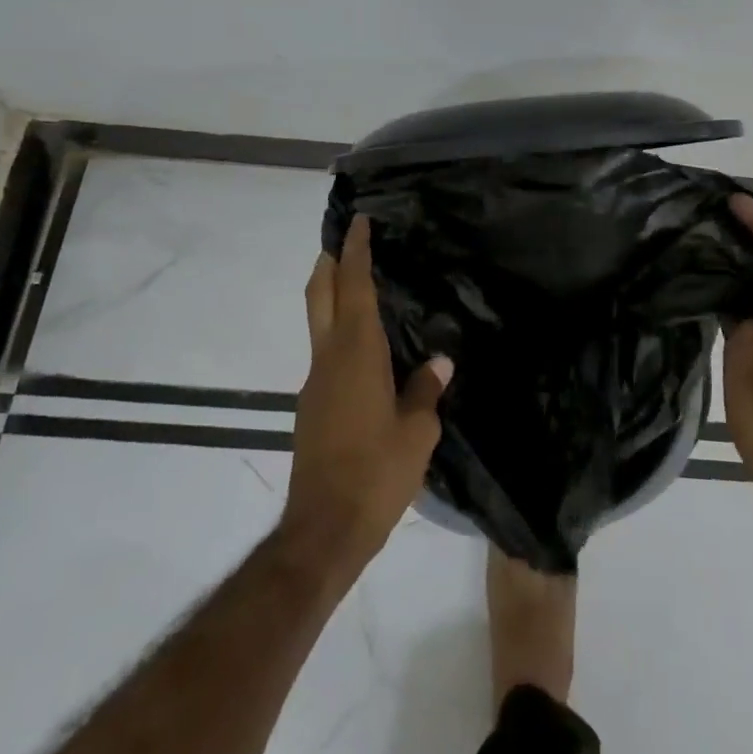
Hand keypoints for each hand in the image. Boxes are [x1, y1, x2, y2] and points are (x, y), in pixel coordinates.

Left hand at [287, 216, 452, 566]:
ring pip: (320, 323)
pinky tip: (366, 349)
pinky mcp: (313, 407)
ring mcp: (316, 383)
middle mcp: (329, 359)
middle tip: (346, 240)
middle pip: (320, 295)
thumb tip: (439, 362)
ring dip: (334, 296)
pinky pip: (326, 352)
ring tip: (363, 287)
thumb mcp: (417, 433)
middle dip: (330, 263)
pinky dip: (340, 332)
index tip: (358, 223)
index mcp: (358, 355)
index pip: (355, 288)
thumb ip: (425, 391)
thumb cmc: (376, 474)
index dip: (356, 252)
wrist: (323, 530)